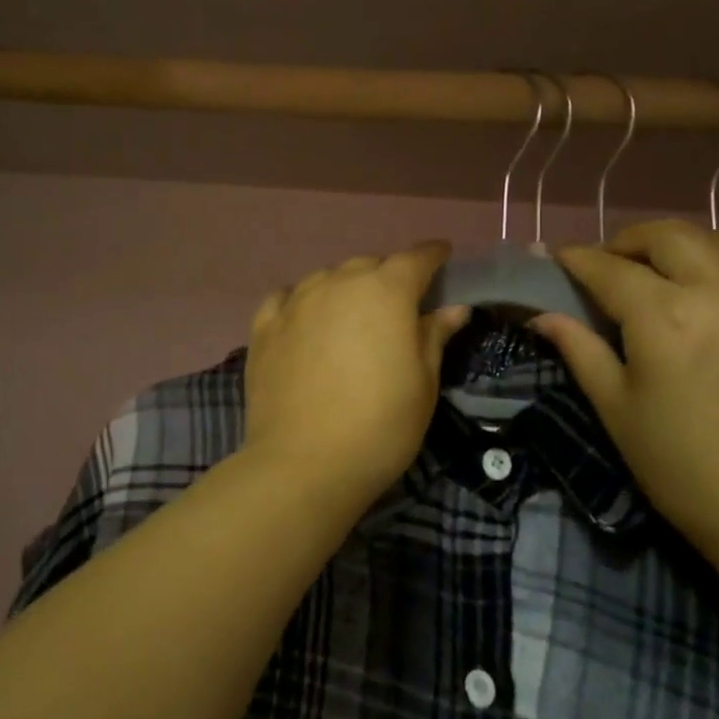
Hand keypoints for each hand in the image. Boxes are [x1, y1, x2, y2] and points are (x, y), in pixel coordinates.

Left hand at [243, 243, 470, 506]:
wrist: (304, 464)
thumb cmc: (380, 425)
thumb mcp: (423, 383)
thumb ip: (435, 336)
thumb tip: (453, 308)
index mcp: (386, 292)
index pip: (415, 259)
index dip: (432, 254)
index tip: (442, 254)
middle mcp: (338, 283)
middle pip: (369, 265)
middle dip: (388, 276)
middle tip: (399, 303)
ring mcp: (296, 303)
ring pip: (327, 278)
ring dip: (345, 287)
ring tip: (352, 313)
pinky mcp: (264, 327)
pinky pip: (287, 297)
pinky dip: (302, 300)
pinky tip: (305, 318)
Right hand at [533, 221, 718, 534]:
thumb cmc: (680, 465)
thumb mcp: (617, 409)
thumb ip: (580, 351)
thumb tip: (543, 316)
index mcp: (664, 316)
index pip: (608, 269)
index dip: (578, 260)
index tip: (561, 258)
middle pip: (669, 236)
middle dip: (632, 240)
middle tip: (616, 261)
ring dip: (693, 246)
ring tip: (679, 271)